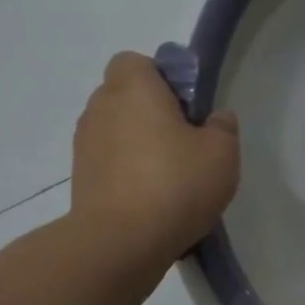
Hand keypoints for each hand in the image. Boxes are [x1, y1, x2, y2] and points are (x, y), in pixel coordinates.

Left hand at [69, 52, 239, 267]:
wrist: (121, 243)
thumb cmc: (176, 184)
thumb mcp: (222, 153)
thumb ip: (222, 127)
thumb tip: (214, 119)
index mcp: (133, 89)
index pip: (136, 62)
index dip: (161, 77)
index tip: (186, 107)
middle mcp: (101, 108)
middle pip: (125, 96)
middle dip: (151, 111)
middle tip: (185, 142)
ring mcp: (85, 145)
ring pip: (116, 130)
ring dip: (139, 144)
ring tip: (170, 176)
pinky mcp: (81, 179)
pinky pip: (110, 163)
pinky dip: (127, 172)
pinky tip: (153, 199)